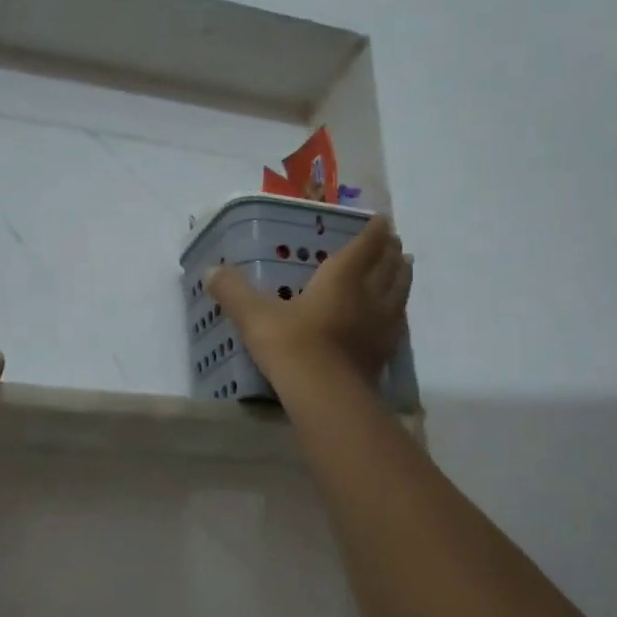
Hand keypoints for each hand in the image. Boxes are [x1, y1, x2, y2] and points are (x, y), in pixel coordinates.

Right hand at [207, 215, 410, 381]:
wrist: (326, 396)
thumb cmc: (292, 345)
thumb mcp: (255, 316)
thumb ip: (233, 292)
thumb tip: (211, 270)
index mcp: (342, 278)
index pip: (365, 246)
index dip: (374, 231)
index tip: (382, 220)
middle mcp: (368, 296)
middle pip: (388, 267)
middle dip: (390, 251)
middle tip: (393, 242)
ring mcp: (381, 327)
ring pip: (399, 293)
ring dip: (402, 277)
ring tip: (405, 267)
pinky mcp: (384, 354)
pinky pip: (398, 324)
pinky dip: (399, 312)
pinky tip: (395, 316)